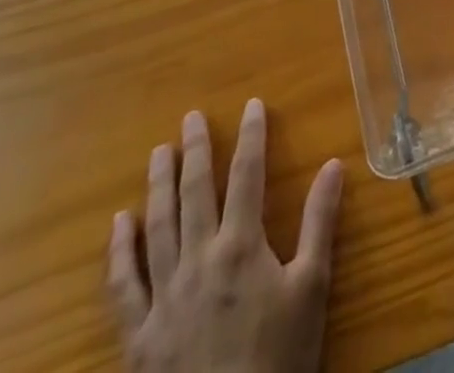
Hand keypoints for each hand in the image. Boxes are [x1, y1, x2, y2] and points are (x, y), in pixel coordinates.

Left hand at [107, 102, 344, 372]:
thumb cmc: (279, 358)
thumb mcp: (312, 288)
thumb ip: (319, 222)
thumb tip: (334, 165)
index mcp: (242, 246)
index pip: (247, 175)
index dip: (251, 136)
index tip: (252, 106)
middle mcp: (199, 260)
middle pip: (195, 193)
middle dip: (196, 151)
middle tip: (191, 118)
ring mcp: (164, 297)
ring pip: (158, 228)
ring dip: (158, 186)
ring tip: (159, 153)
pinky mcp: (138, 335)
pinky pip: (123, 286)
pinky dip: (119, 252)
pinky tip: (119, 225)